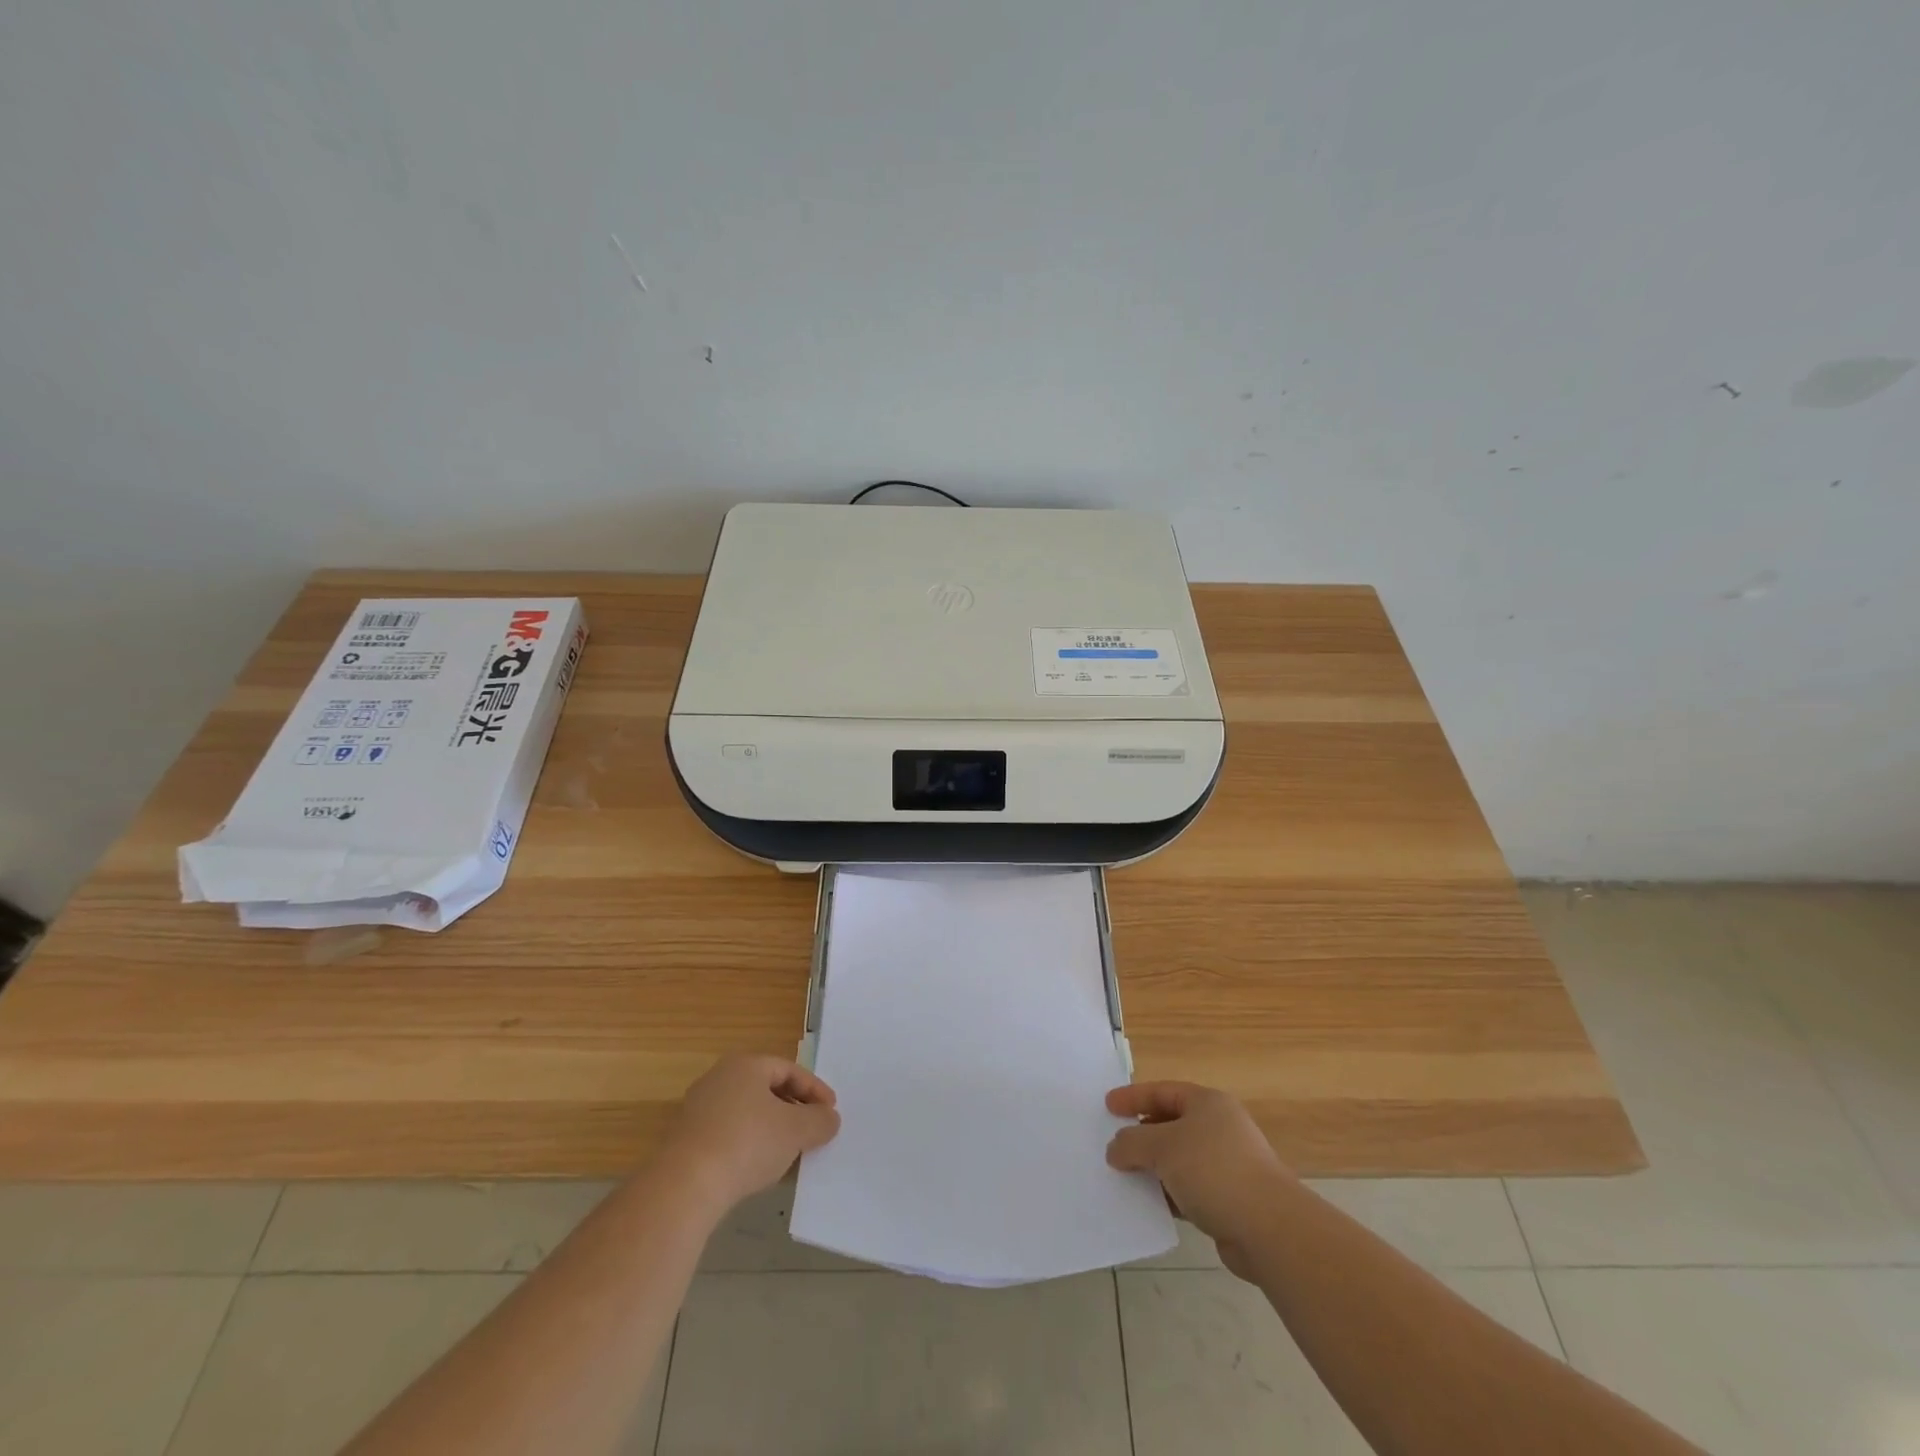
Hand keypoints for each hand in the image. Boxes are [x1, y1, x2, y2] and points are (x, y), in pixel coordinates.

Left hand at [655, 1054, 840, 1214]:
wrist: (684, 1186)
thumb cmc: (747, 1143)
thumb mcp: (796, 1131)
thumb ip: (819, 1121)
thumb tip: (830, 1118)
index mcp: (746, 1065)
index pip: (789, 1070)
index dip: (814, 1090)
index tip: (831, 1112)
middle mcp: (719, 1078)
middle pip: (766, 1088)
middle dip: (793, 1108)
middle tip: (811, 1129)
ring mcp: (698, 1108)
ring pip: (747, 1112)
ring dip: (771, 1128)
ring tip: (788, 1152)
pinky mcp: (685, 1139)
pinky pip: (728, 1133)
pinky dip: (749, 1144)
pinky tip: (757, 1168)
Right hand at [1106, 1082, 1293, 1278]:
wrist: (1269, 1229)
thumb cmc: (1213, 1170)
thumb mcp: (1162, 1147)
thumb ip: (1132, 1142)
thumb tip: (1115, 1148)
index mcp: (1208, 1103)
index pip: (1163, 1091)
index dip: (1133, 1097)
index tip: (1107, 1107)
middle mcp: (1219, 1128)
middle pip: (1171, 1124)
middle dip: (1141, 1135)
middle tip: (1112, 1143)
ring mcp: (1226, 1165)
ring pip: (1178, 1160)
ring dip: (1152, 1168)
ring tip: (1123, 1176)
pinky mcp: (1228, 1200)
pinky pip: (1188, 1190)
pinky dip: (1168, 1194)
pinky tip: (1148, 1205)